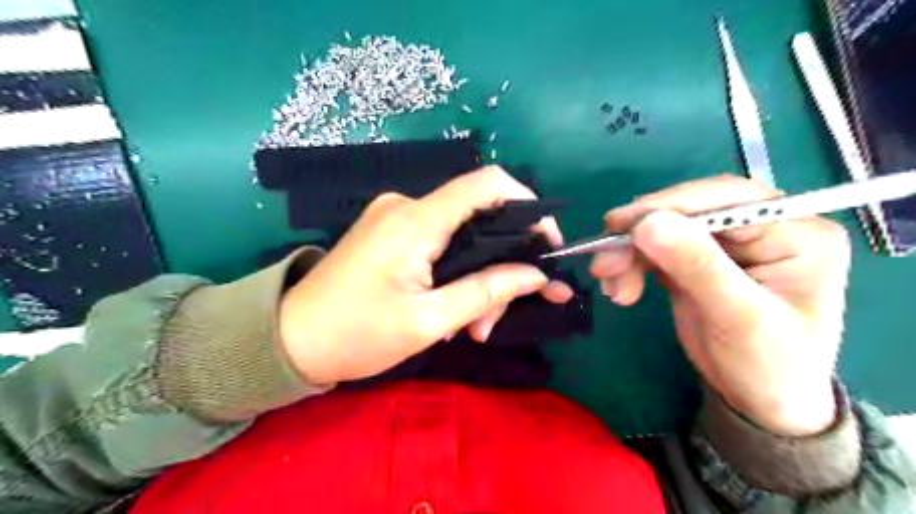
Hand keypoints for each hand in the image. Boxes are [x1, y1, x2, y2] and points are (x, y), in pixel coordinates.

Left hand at [278, 166, 569, 386]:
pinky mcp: (391, 233)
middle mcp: (407, 207)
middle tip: (498, 316)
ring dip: (477, 279)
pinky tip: (453, 313)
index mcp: (415, 221)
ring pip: (461, 238)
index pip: (488, 184)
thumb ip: (486, 292)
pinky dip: (456, 275)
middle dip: (501, 265)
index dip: (528, 206)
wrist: (289, 341)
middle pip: (479, 219)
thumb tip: (535, 275)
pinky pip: (439, 244)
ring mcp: (396, 218)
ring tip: (474, 328)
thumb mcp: (428, 322)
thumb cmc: (356, 334)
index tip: (546, 244)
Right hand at [590, 175, 846, 434]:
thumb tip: (648, 223)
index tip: (621, 225)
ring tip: (610, 284)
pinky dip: (630, 265)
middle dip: (641, 235)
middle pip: (688, 211)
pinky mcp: (695, 259)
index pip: (727, 199)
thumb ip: (697, 266)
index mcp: (796, 232)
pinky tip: (620, 289)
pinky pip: (654, 249)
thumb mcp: (739, 317)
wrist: (760, 402)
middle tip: (604, 262)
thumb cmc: (769, 365)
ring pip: (663, 229)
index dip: (670, 206)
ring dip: (629, 253)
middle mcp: (761, 228)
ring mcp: (725, 244)